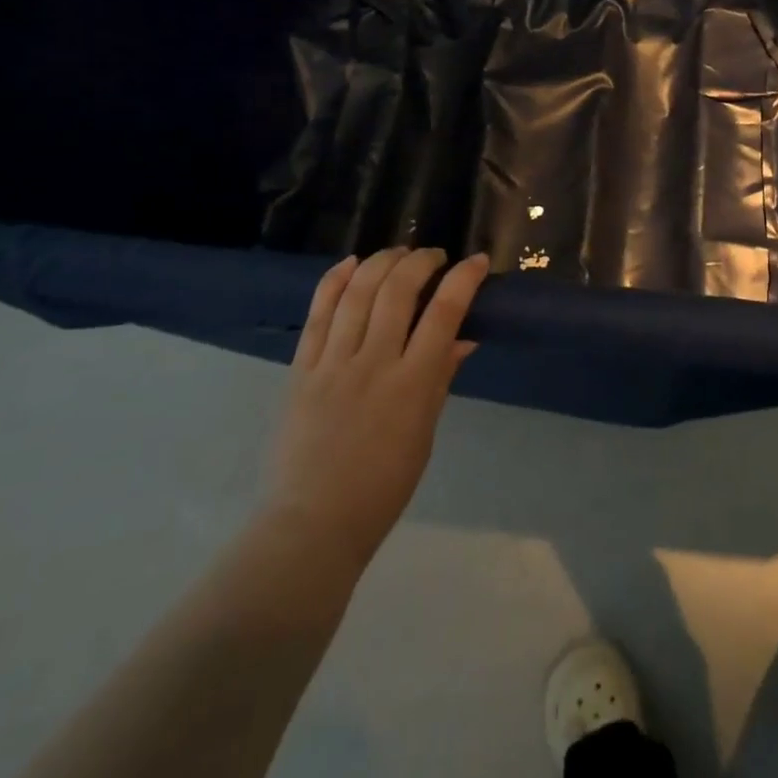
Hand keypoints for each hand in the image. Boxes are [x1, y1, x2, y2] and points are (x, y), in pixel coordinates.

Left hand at [265, 248, 486, 568]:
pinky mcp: (301, 368)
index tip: (476, 261)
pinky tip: (351, 263)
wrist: (312, 523)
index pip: (444, 313)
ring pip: (358, 291)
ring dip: (382, 261)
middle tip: (434, 257)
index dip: (463, 279)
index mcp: (412, 385)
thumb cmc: (382, 486)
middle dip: (421, 261)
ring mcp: (333, 363)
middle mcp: (373, 363)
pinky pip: (318, 312)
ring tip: (398, 253)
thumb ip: (441, 378)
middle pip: (398, 290)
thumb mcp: (425, 433)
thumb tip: (463, 337)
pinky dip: (335, 280)